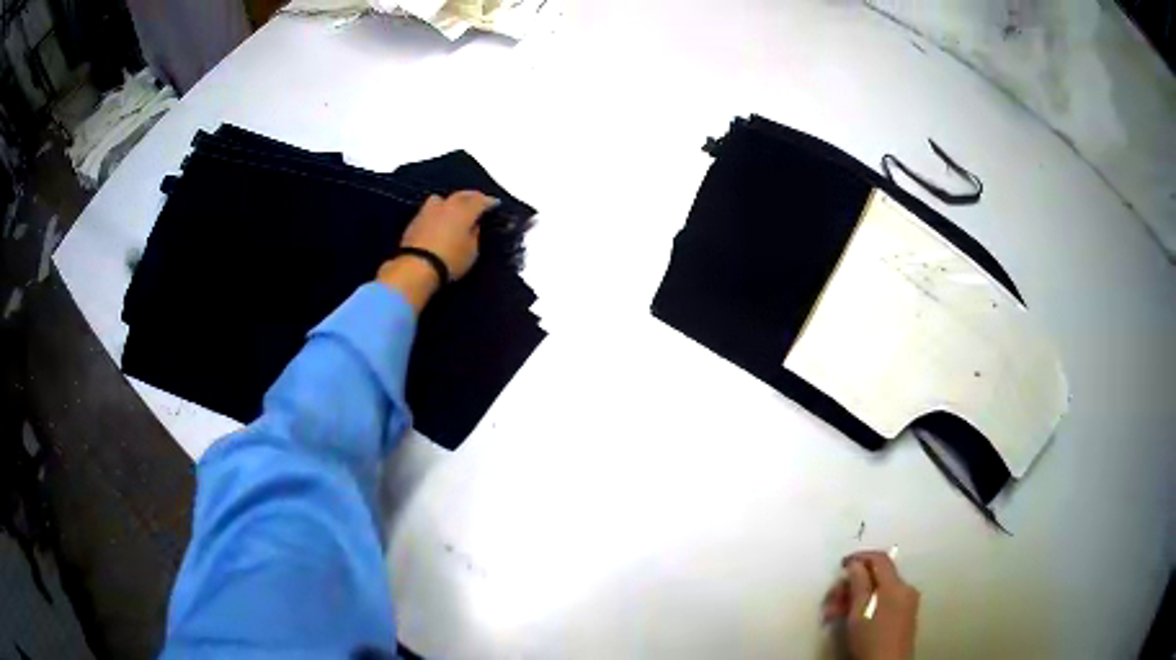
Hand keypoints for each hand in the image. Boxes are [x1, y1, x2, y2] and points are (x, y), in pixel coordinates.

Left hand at [378, 191, 497, 312]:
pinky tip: (438, 220)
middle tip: (478, 200)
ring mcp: (428, 211)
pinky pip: (430, 210)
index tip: (494, 204)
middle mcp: (447, 205)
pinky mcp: (414, 221)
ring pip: (442, 198)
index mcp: (465, 210)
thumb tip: (473, 225)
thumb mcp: (472, 251)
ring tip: (454, 209)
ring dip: (450, 201)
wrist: (417, 267)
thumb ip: (474, 234)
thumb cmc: (450, 260)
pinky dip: (437, 212)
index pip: (480, 201)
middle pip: (462, 195)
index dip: (489, 202)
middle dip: (472, 196)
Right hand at [822, 550, 919, 659]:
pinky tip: (852, 619)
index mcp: (896, 585)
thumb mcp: (858, 611)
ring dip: (856, 597)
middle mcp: (905, 589)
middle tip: (832, 599)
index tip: (841, 565)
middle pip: (877, 576)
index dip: (860, 557)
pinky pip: (885, 601)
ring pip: (879, 591)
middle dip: (853, 584)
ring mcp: (907, 603)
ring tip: (835, 614)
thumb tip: (855, 564)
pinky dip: (867, 605)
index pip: (879, 559)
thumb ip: (858, 583)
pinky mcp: (904, 616)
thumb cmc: (870, 638)